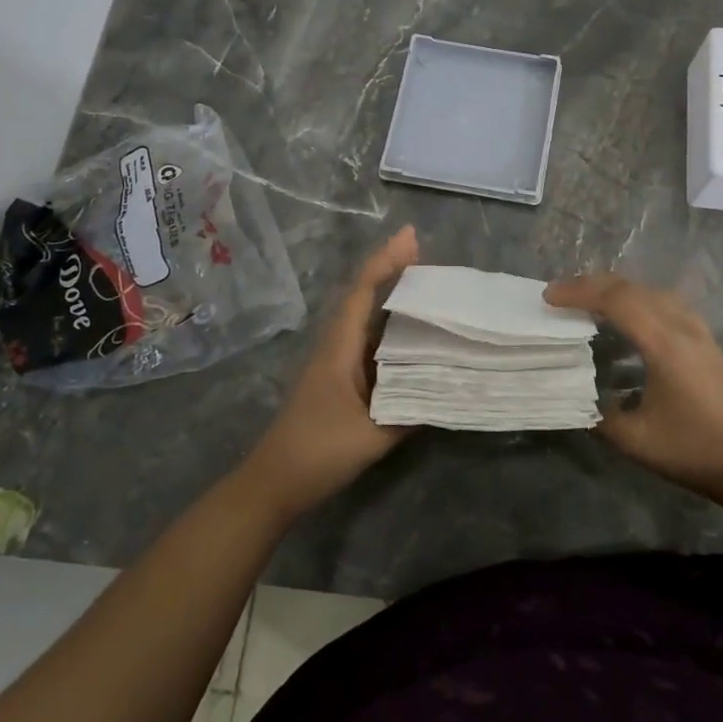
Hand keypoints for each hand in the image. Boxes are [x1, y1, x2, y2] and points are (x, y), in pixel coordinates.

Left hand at [244, 226, 418, 519]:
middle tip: (425, 252)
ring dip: (392, 299)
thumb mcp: (372, 436)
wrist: (274, 484)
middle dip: (391, 271)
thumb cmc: (318, 453)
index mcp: (339, 348)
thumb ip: (411, 411)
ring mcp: (337, 364)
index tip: (410, 237)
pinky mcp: (341, 381)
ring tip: (427, 287)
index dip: (385, 261)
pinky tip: (413, 337)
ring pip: (367, 321)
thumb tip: (449, 391)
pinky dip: (391, 331)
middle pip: (364, 297)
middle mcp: (337, 347)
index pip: (362, 292)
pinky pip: (370, 344)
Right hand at [544, 273, 722, 502]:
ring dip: (615, 290)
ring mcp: (696, 329)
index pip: (615, 299)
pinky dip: (636, 299)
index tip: (549, 298)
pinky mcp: (704, 338)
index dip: (579, 293)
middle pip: (631, 287)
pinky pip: (663, 302)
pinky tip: (625, 318)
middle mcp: (681, 325)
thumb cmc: (692, 448)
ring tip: (587, 302)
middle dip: (591, 285)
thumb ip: (599, 415)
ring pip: (649, 290)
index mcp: (663, 342)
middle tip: (559, 296)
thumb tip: (578, 399)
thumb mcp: (635, 439)